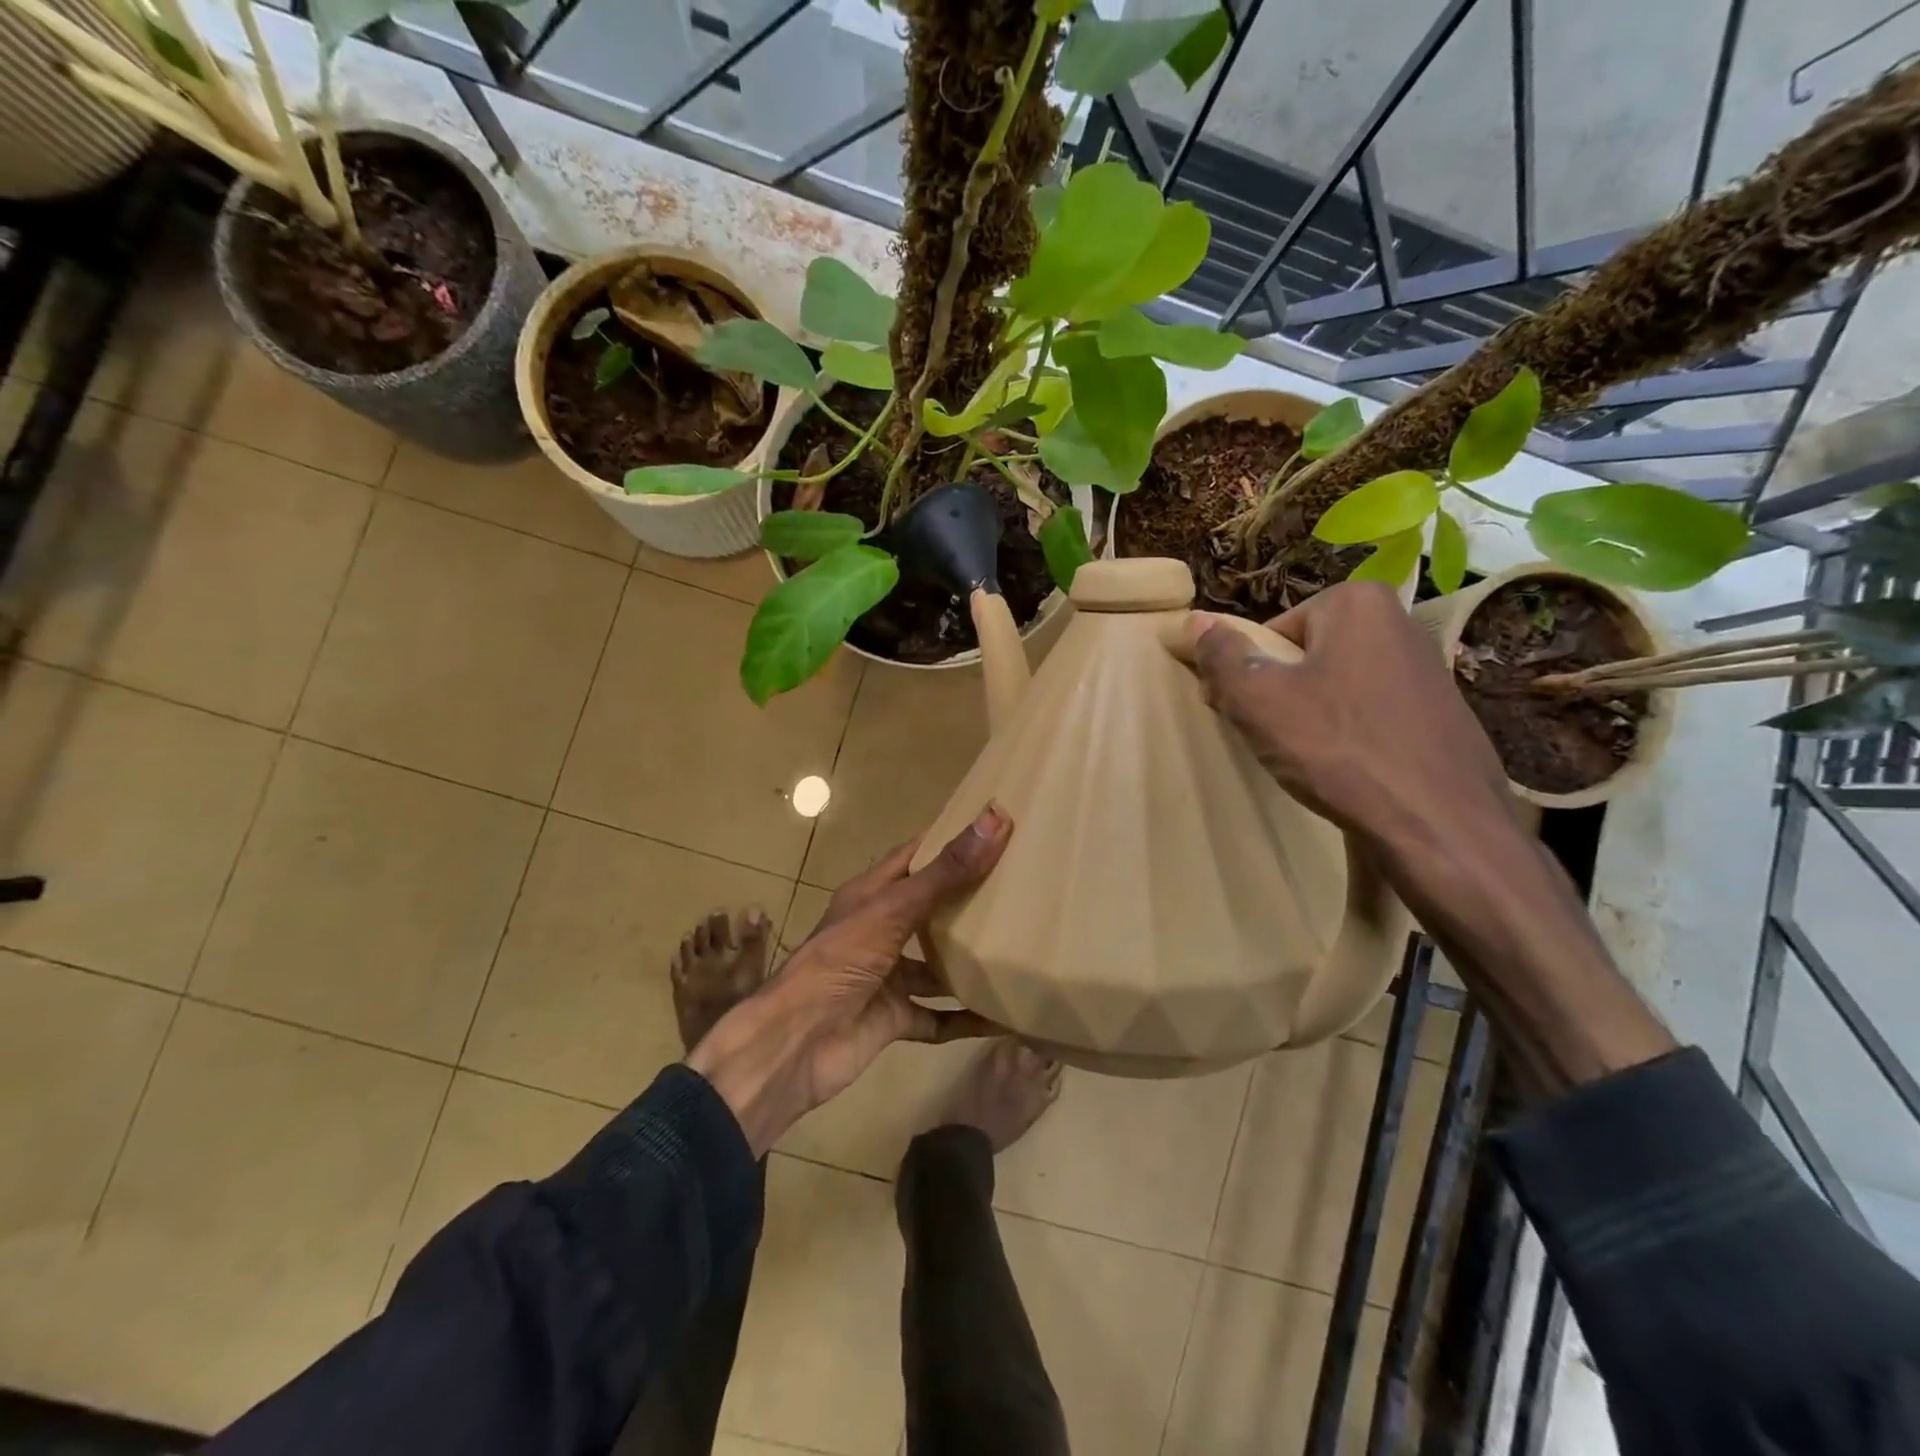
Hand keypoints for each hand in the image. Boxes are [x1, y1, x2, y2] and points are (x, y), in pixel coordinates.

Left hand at [686, 805, 1011, 1154]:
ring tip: (1020, 946)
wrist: (795, 1045)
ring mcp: (887, 976)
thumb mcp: (893, 910)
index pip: (913, 856)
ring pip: (936, 964)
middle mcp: (879, 931)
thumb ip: (945, 872)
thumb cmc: (838, 962)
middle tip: (1021, 885)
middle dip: (968, 899)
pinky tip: (1005, 1016)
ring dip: (969, 960)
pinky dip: (967, 1018)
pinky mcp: (894, 1018)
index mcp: (870, 895)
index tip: (994, 827)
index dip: (948, 840)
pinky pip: (939, 1017)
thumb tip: (995, 819)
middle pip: (930, 908)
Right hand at [1182, 580, 1518, 864]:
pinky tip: (1347, 769)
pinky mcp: (1441, 711)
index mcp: (1355, 602)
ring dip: (1311, 716)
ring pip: (1336, 685)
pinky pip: (1370, 712)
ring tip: (1309, 759)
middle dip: (1280, 693)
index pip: (1270, 633)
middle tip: (1272, 739)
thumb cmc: (1338, 749)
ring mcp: (1426, 667)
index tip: (1243, 715)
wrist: (1438, 824)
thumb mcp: (1258, 700)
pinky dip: (1349, 735)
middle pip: (1304, 655)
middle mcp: (1398, 621)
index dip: (1246, 676)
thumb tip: (1196, 620)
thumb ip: (1221, 655)